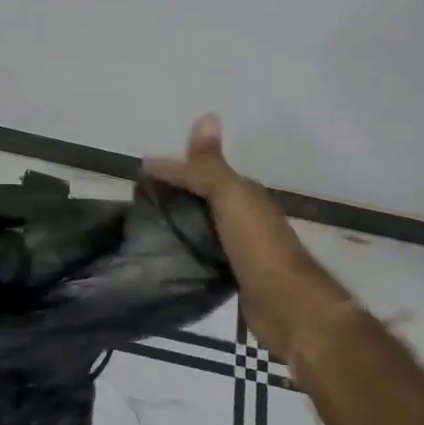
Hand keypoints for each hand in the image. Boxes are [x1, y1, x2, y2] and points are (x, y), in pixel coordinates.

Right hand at [144, 116, 354, 362]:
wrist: (288, 308)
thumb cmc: (259, 247)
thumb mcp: (230, 197)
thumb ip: (210, 165)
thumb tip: (205, 116)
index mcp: (244, 193)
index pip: (201, 171)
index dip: (171, 169)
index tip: (136, 175)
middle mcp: (244, 216)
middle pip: (202, 197)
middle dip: (172, 193)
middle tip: (134, 201)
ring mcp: (240, 247)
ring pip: (202, 225)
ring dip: (178, 222)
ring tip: (142, 227)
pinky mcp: (234, 275)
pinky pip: (204, 252)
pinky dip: (186, 248)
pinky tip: (166, 255)